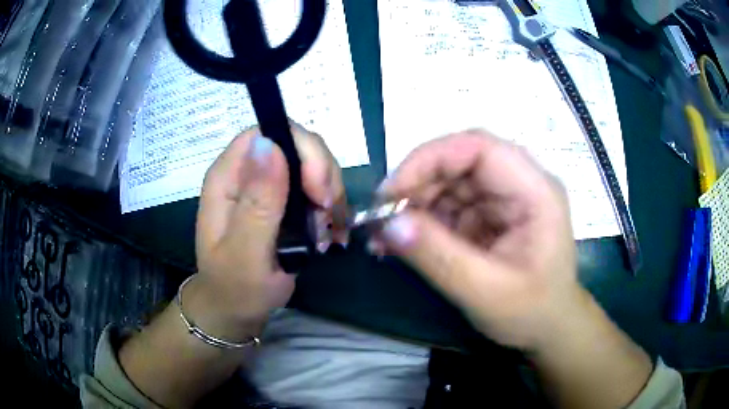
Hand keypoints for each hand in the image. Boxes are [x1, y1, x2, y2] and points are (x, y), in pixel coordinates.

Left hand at [189, 123, 344, 339]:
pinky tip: (332, 233)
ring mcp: (264, 186)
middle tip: (330, 213)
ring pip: (310, 165)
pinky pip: (314, 187)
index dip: (300, 149)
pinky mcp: (280, 201)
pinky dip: (330, 207)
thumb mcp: (246, 254)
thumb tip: (269, 143)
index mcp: (227, 178)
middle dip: (322, 174)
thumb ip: (256, 203)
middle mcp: (246, 173)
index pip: (267, 133)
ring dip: (330, 194)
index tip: (319, 190)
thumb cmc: (235, 288)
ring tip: (331, 231)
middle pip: (295, 145)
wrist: (235, 310)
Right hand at [378, 130, 580, 351]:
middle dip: (416, 185)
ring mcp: (502, 199)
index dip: (430, 159)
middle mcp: (519, 184)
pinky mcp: (488, 216)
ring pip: (448, 182)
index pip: (479, 148)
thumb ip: (438, 257)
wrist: (549, 328)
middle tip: (381, 218)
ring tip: (383, 237)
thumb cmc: (531, 312)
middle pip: (460, 161)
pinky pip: (448, 206)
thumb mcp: (486, 292)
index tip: (391, 191)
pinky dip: (420, 222)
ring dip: (413, 206)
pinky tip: (398, 244)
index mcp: (535, 191)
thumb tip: (387, 224)